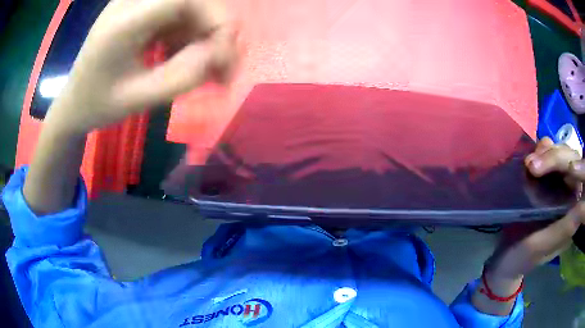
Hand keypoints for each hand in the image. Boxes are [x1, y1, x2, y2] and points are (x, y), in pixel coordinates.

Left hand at [21, 0, 236, 213]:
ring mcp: (136, 3)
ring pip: (188, 8)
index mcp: (123, 22)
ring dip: (203, 35)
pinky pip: (177, 15)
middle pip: (192, 0)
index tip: (224, 55)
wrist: (73, 102)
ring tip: (204, 70)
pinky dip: (188, 36)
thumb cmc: (97, 105)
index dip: (215, 19)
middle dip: (214, 30)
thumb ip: (182, 76)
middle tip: (222, 67)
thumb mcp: (137, 100)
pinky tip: (182, 58)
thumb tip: (221, 52)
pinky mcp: (140, 9)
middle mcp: (131, 2)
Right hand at [472, 137, 584, 314]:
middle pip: (573, 161)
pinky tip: (532, 155)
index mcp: (574, 213)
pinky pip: (551, 153)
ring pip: (562, 153)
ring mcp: (560, 184)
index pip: (582, 181)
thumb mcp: (540, 248)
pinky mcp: (548, 177)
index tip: (567, 169)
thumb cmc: (521, 259)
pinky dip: (543, 149)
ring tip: (528, 163)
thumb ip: (563, 230)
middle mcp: (571, 195)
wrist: (503, 258)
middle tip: (532, 166)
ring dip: (548, 152)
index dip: (579, 169)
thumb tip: (583, 207)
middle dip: (556, 158)